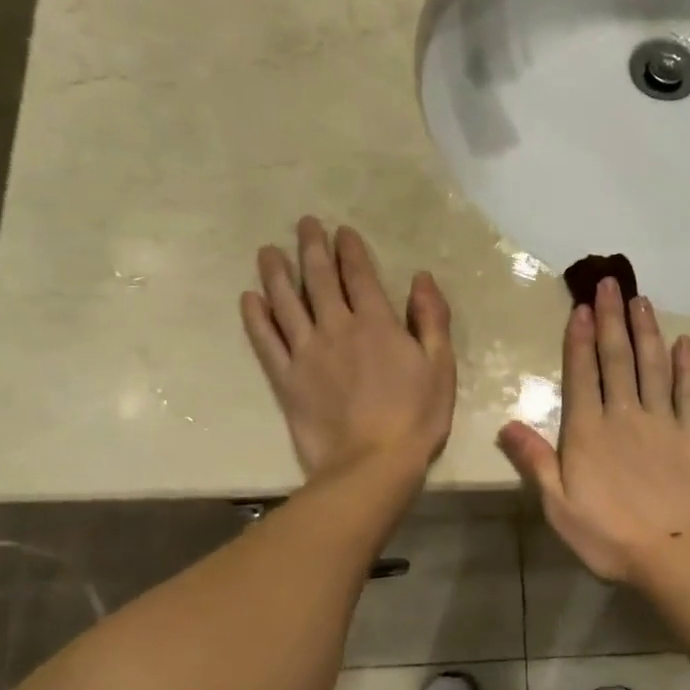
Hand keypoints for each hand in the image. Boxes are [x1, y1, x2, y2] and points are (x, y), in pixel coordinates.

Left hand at [241, 217, 455, 482]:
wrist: (372, 465)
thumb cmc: (416, 417)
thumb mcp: (440, 366)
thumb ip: (431, 319)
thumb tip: (421, 278)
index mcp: (377, 324)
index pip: (359, 276)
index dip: (349, 250)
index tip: (341, 230)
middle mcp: (337, 329)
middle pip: (320, 279)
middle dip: (312, 248)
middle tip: (303, 224)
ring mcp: (306, 353)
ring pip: (287, 303)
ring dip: (277, 273)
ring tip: (268, 251)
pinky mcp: (286, 380)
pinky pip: (266, 342)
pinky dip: (256, 318)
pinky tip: (249, 299)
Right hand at [498, 278, 689, 583]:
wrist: (674, 556)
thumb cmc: (608, 536)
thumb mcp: (558, 506)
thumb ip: (534, 461)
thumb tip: (506, 424)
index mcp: (588, 431)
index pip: (582, 373)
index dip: (581, 339)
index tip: (582, 307)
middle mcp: (624, 415)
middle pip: (617, 358)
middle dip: (611, 319)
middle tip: (610, 283)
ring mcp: (662, 421)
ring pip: (652, 366)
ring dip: (645, 331)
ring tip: (641, 300)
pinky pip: (689, 393)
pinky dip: (687, 366)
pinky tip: (684, 342)